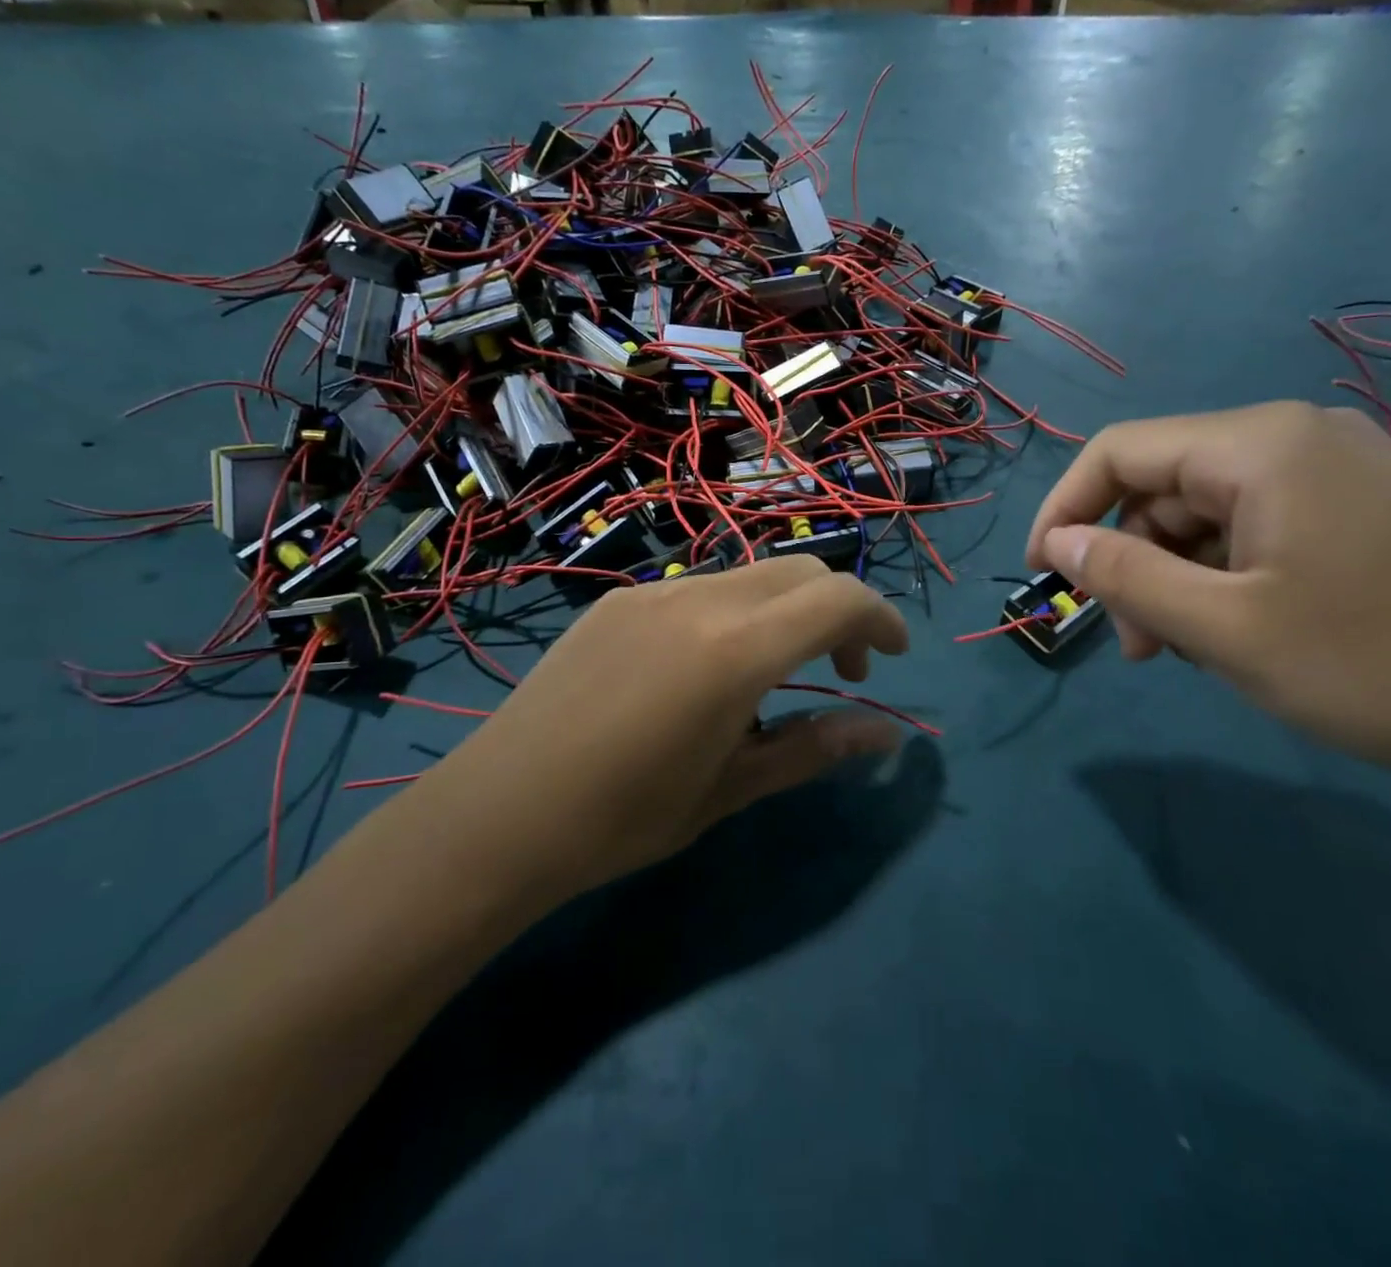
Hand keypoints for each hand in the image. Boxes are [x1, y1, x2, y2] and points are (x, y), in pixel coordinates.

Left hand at [421, 556, 909, 894]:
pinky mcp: (619, 598)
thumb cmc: (623, 818)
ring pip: (752, 576)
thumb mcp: (730, 789)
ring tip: (770, 678)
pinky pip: (701, 588)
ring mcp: (654, 591)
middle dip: (838, 612)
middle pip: (801, 572)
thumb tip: (887, 734)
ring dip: (786, 612)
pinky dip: (736, 613)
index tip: (892, 659)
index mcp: (735, 650)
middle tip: (839, 675)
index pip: (838, 599)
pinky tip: (705, 671)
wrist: (499, 812)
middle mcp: (700, 599)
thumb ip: (813, 748)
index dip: (880, 620)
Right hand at [1025, 402, 1390, 795]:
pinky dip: (1227, 576)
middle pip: (1165, 486)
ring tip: (1188, 651)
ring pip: (1210, 513)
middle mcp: (1295, 438)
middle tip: (1138, 644)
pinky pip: (1260, 527)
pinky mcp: (1367, 507)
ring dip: (1177, 577)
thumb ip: (1124, 577)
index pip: (1119, 451)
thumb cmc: (1379, 662)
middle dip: (1131, 560)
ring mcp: (1338, 471)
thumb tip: (1057, 543)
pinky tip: (1241, 631)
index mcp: (1257, 446)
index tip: (1043, 573)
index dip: (1065, 507)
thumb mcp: (1225, 628)